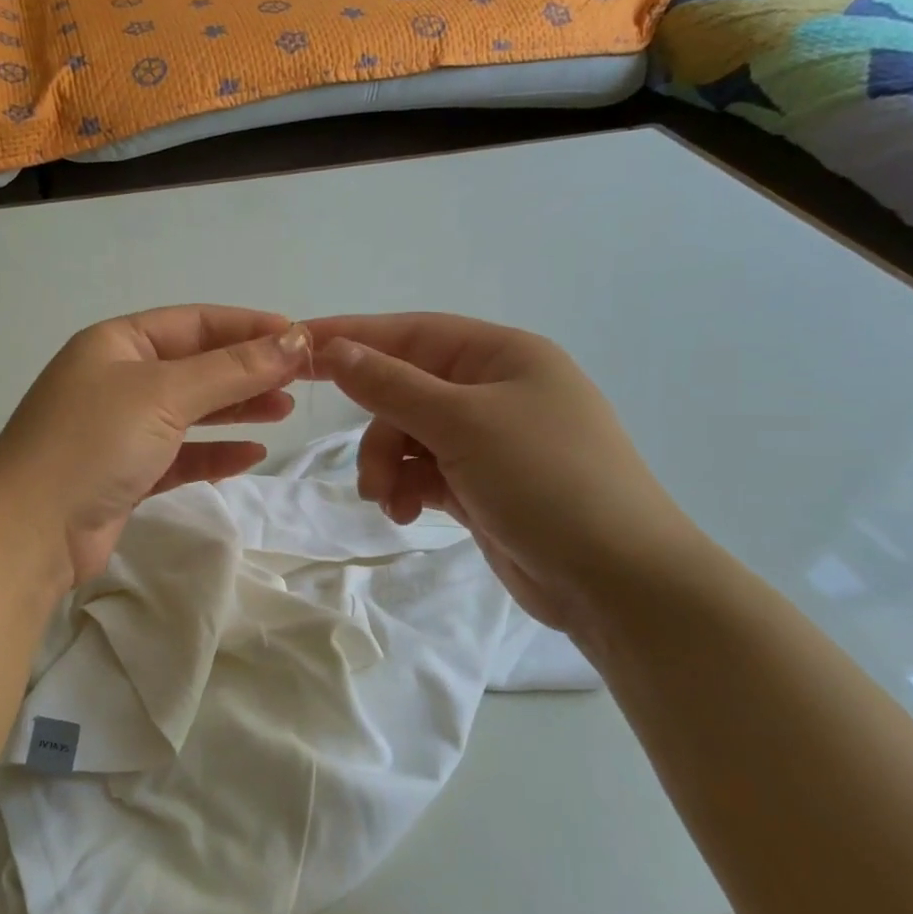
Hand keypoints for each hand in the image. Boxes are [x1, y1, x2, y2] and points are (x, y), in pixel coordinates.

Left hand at [0, 306, 311, 587]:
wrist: (29, 532)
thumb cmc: (93, 443)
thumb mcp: (164, 394)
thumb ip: (232, 369)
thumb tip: (294, 339)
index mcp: (116, 343)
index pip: (194, 323)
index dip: (248, 327)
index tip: (300, 337)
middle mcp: (116, 380)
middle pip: (195, 366)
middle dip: (246, 370)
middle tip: (299, 380)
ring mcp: (118, 430)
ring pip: (189, 411)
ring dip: (235, 409)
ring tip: (284, 410)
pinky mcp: (125, 475)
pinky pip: (179, 455)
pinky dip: (213, 453)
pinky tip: (250, 455)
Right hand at [308, 314, 706, 633]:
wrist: (617, 580)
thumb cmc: (547, 481)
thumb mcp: (463, 424)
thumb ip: (391, 386)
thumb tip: (333, 350)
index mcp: (501, 356)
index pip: (410, 333)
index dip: (351, 337)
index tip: (294, 346)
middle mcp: (495, 390)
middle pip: (405, 391)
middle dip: (379, 432)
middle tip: (370, 475)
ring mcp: (490, 440)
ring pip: (409, 437)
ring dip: (389, 468)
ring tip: (391, 503)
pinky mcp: (482, 484)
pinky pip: (425, 472)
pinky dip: (409, 490)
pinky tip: (408, 515)